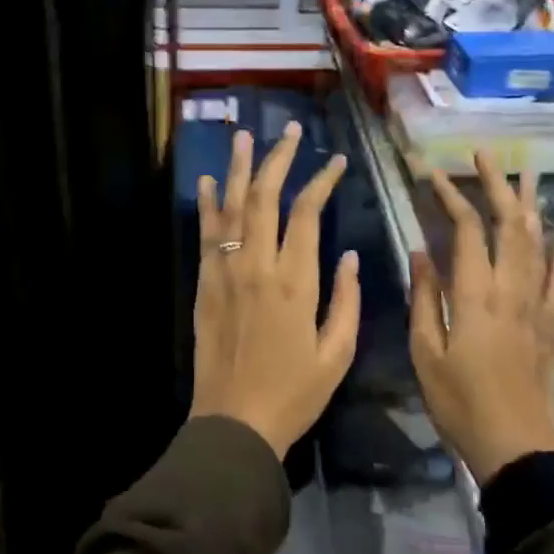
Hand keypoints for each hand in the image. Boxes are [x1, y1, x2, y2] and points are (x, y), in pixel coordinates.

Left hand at [191, 123, 360, 458]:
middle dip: (278, 158)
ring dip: (239, 168)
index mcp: (295, 281)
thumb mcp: (337, 354)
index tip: (335, 161)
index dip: (321, 181)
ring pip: (232, 206)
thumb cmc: (294, 392)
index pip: (308, 213)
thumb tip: (348, 254)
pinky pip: (205, 233)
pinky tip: (210, 180)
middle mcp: (258, 265)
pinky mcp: (205, 283)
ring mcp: (226, 271)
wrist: (234, 423)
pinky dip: (207, 204)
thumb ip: (345, 300)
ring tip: (245, 136)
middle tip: (288, 130)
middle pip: (266, 196)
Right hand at [409, 153, 553, 483]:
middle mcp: (512, 289)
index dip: (452, 197)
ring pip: (537, 241)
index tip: (434, 174)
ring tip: (526, 172)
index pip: (467, 230)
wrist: (519, 448)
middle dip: (497, 184)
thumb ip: (424, 298)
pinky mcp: (552, 322)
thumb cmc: (461, 404)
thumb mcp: (426, 353)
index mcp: (476, 295)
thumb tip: (420, 252)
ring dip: (530, 203)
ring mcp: (537, 304)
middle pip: (510, 224)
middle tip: (485, 154)